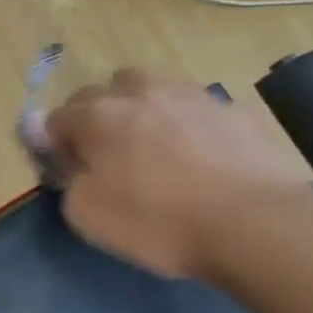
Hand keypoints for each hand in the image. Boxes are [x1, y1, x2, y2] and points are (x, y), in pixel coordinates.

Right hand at [45, 67, 312, 278]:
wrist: (257, 223)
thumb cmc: (159, 221)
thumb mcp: (87, 216)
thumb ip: (67, 182)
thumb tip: (71, 165)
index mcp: (96, 115)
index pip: (55, 119)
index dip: (54, 146)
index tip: (67, 172)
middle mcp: (138, 91)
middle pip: (100, 93)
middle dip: (94, 119)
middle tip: (106, 158)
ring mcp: (190, 95)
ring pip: (149, 89)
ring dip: (140, 110)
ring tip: (152, 147)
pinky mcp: (233, 110)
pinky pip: (193, 109)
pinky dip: (184, 124)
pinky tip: (198, 157)